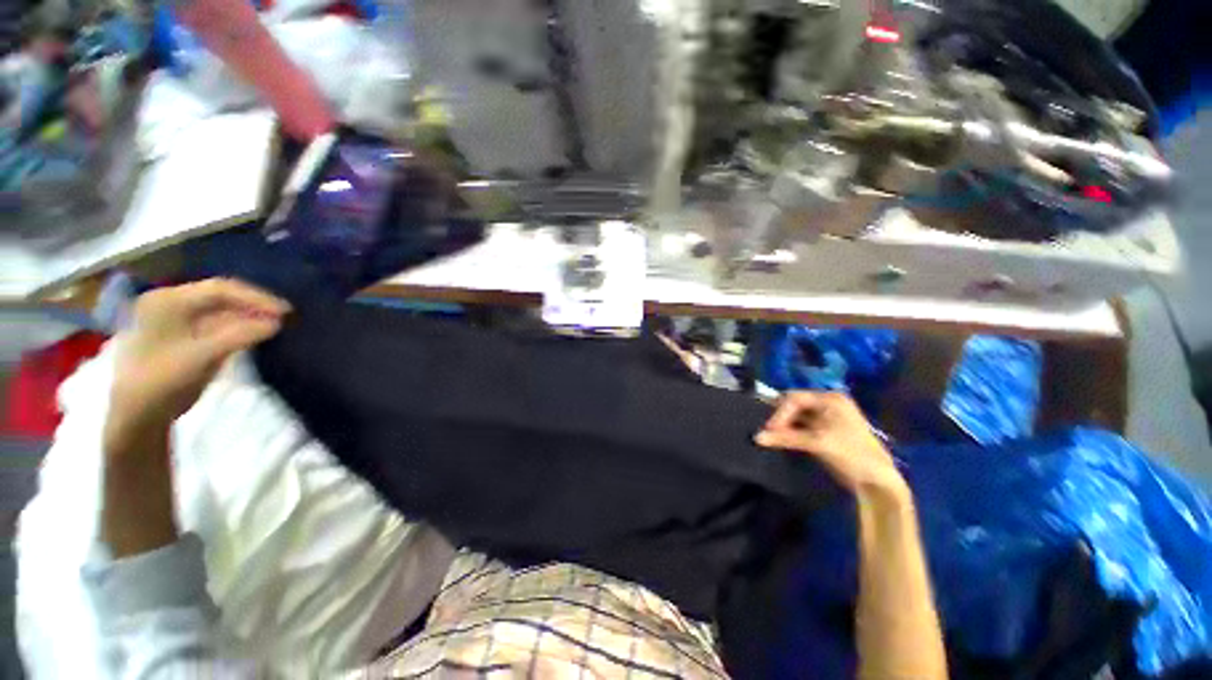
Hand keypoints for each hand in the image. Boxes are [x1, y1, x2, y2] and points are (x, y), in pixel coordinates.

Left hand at [104, 279, 290, 457]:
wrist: (138, 414)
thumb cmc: (163, 380)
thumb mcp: (204, 356)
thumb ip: (241, 335)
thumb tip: (278, 322)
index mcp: (169, 300)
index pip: (220, 289)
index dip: (256, 298)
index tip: (286, 311)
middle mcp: (171, 302)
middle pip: (220, 297)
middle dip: (253, 305)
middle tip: (285, 316)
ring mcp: (175, 319)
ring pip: (220, 310)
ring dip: (248, 316)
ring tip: (275, 324)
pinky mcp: (183, 335)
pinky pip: (216, 323)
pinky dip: (238, 326)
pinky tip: (255, 332)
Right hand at [755, 392, 906, 495]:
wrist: (878, 482)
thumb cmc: (851, 454)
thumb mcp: (818, 443)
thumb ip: (786, 438)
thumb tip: (757, 437)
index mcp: (830, 399)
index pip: (795, 398)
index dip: (780, 412)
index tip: (769, 429)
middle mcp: (828, 404)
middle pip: (795, 405)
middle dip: (781, 417)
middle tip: (769, 432)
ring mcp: (828, 418)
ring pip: (797, 417)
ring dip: (785, 426)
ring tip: (773, 436)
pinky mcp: (826, 431)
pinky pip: (802, 426)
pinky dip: (792, 432)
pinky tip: (783, 440)